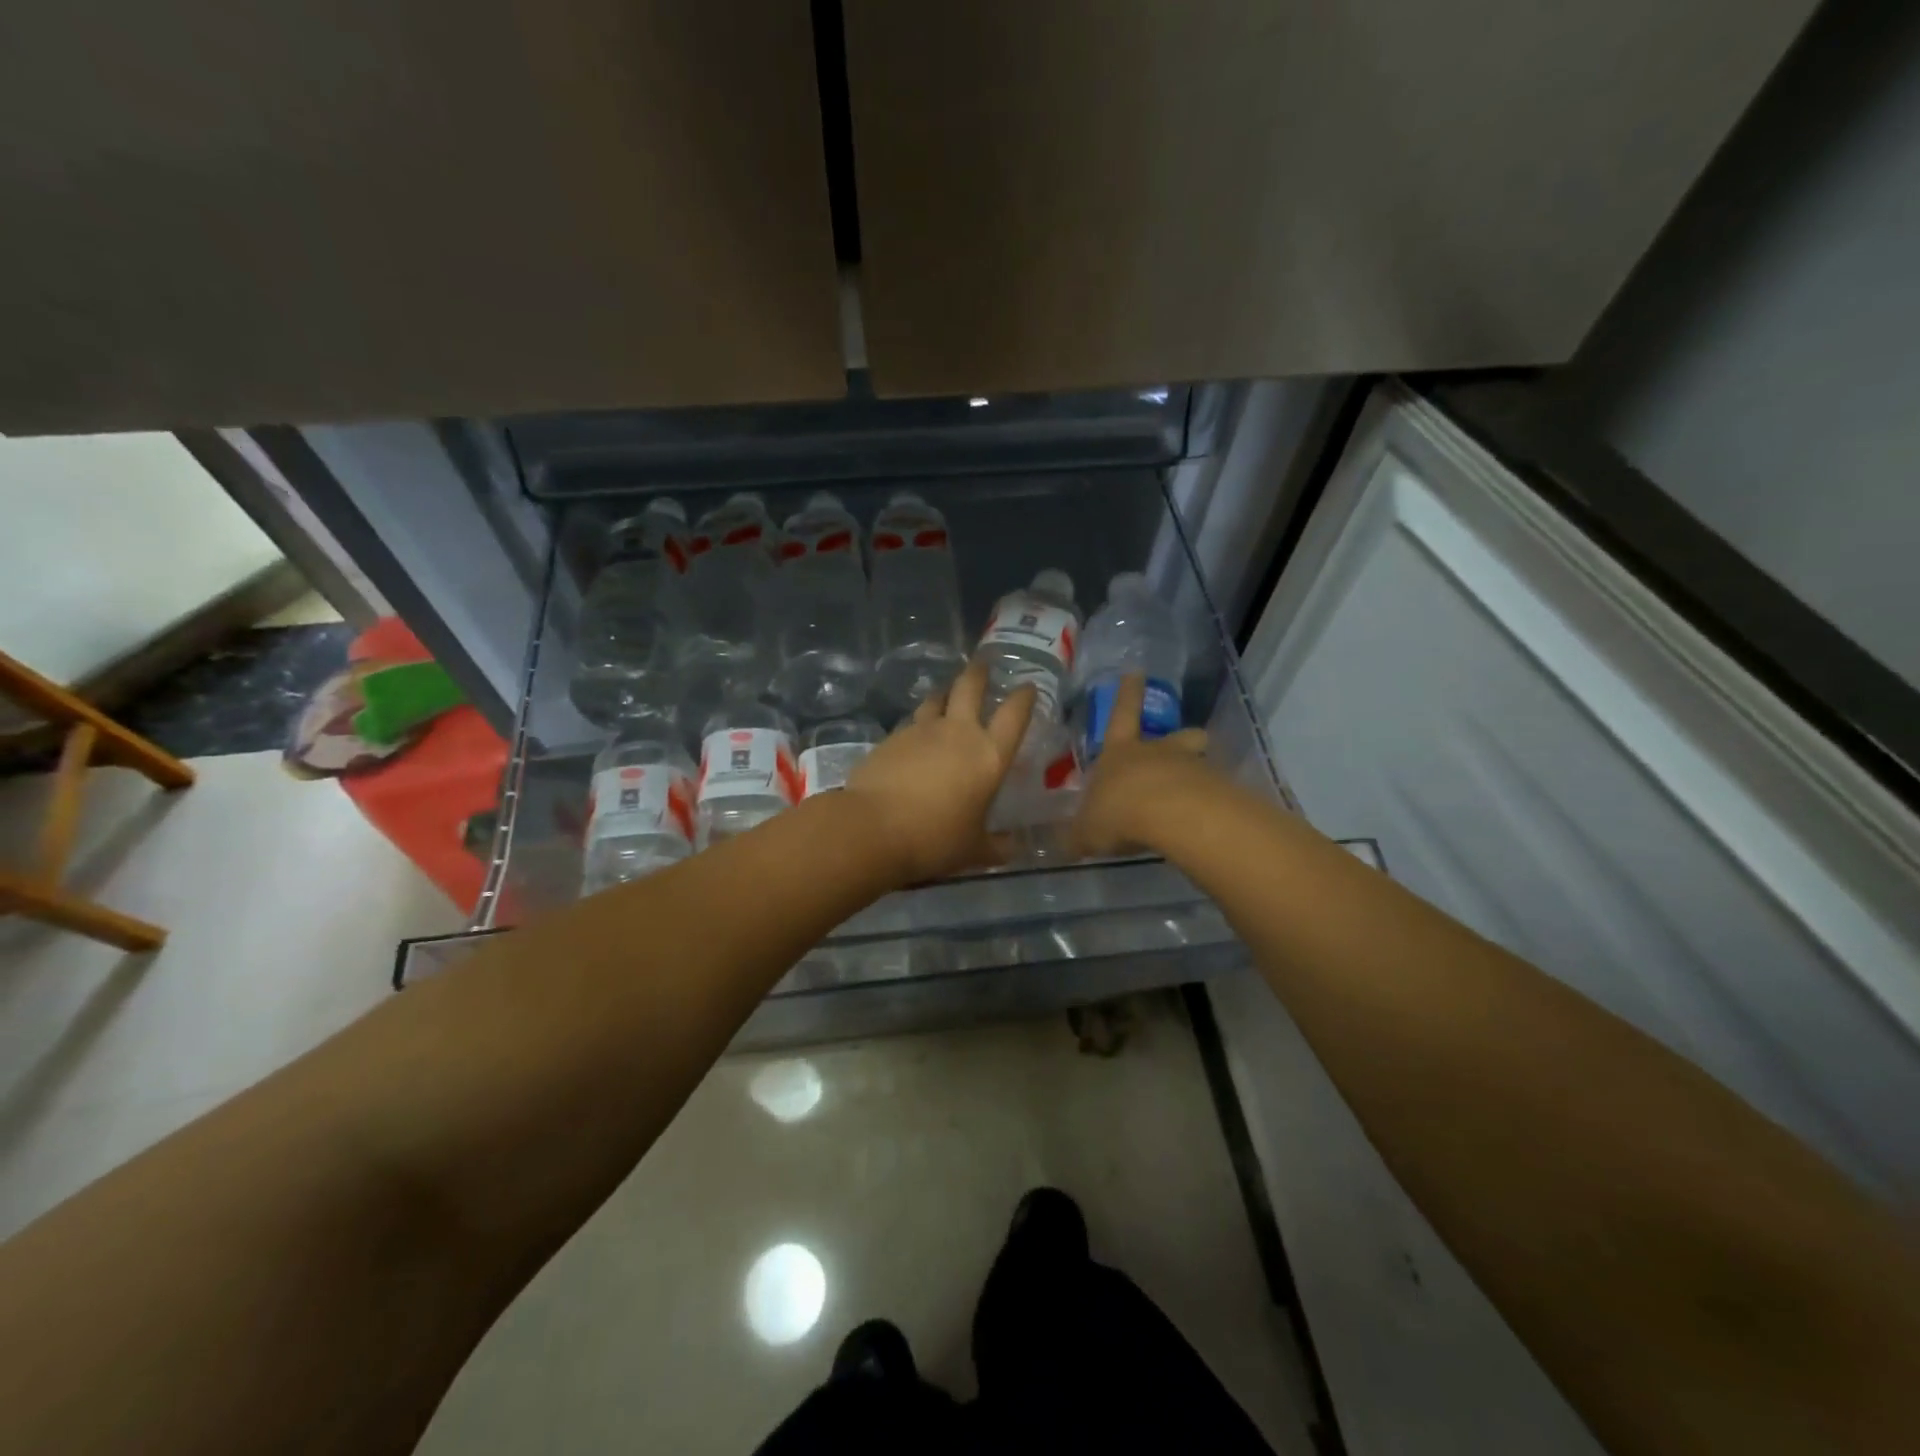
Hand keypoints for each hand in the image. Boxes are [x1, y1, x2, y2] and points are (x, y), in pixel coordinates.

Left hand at [843, 661, 1034, 883]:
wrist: (873, 828)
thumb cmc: (935, 839)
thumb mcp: (973, 850)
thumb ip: (997, 846)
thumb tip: (1014, 848)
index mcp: (989, 755)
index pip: (1015, 715)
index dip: (1024, 697)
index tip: (1027, 686)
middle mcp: (958, 732)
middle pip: (970, 687)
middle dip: (979, 672)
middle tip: (983, 664)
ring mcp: (921, 730)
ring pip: (935, 699)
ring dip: (944, 694)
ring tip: (946, 696)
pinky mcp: (891, 737)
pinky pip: (910, 723)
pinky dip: (918, 724)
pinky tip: (915, 736)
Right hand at [1071, 673, 1214, 858]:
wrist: (1169, 816)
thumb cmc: (1118, 812)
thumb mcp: (1087, 830)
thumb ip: (1079, 835)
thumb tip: (1064, 844)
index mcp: (1120, 753)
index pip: (1122, 714)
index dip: (1127, 694)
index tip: (1136, 672)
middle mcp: (1157, 753)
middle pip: (1177, 736)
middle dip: (1183, 738)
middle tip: (1189, 743)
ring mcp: (1191, 768)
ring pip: (1199, 761)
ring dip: (1196, 773)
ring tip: (1194, 796)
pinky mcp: (1216, 790)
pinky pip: (1213, 792)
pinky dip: (1209, 804)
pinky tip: (1201, 825)